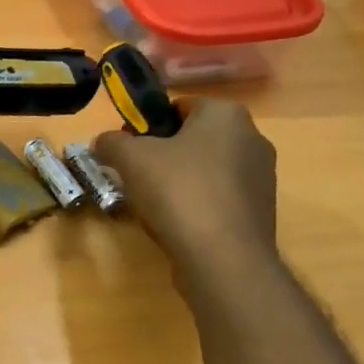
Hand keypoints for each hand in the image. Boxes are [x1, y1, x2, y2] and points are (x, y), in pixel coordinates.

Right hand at [93, 99, 278, 294]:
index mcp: (225, 114)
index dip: (147, 124)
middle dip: (162, 154)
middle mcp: (252, 137)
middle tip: (134, 176)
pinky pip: (218, 197)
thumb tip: (102, 142)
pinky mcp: (260, 210)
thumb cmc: (178, 192)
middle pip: (193, 138)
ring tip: (153, 205)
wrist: (223, 257)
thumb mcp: (131, 159)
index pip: (179, 106)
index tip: (126, 148)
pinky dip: (196, 205)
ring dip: (178, 181)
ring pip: (205, 169)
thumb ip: (111, 142)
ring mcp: (261, 176)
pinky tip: (176, 224)